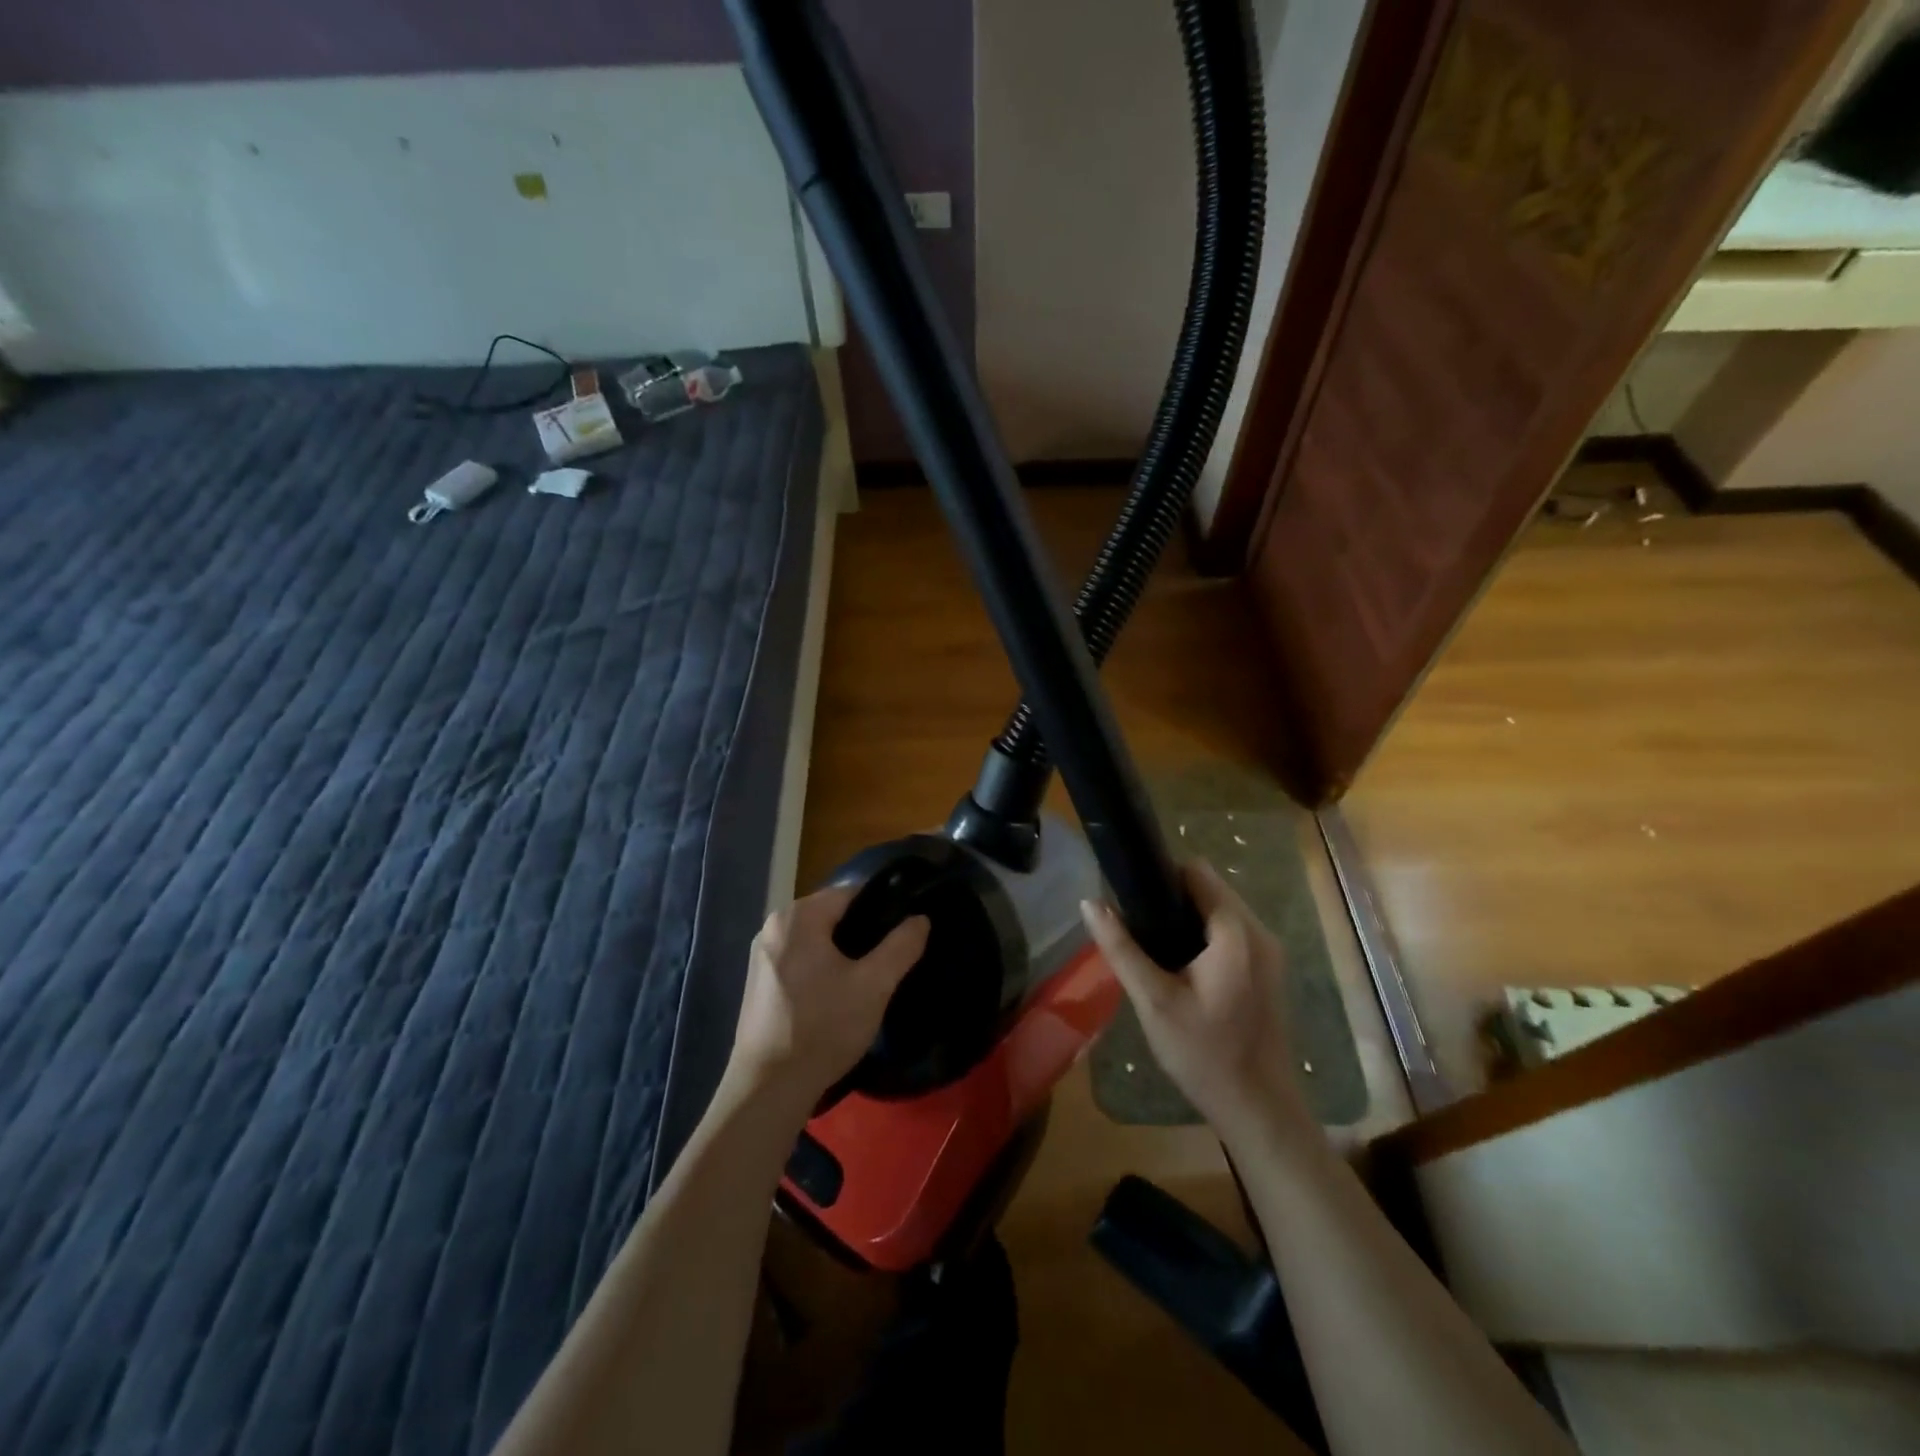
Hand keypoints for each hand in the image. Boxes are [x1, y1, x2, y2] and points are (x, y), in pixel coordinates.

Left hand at [727, 885, 928, 1113]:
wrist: (769, 1088)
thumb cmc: (823, 1028)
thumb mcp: (874, 986)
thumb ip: (901, 946)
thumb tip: (920, 919)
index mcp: (798, 916)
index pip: (851, 893)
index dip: (882, 909)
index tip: (902, 934)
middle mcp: (773, 925)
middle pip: (831, 915)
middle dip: (861, 933)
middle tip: (887, 962)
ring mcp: (760, 954)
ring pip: (815, 939)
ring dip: (840, 953)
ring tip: (865, 980)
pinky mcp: (757, 981)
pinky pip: (798, 959)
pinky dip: (819, 968)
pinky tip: (834, 996)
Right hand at [1080, 861, 1314, 1149]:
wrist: (1258, 1110)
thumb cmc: (1203, 1054)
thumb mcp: (1153, 1001)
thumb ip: (1121, 948)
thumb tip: (1090, 903)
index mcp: (1236, 933)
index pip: (1197, 872)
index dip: (1161, 876)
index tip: (1130, 896)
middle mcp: (1259, 932)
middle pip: (1210, 889)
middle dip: (1172, 898)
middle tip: (1136, 927)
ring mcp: (1268, 952)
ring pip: (1220, 911)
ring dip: (1187, 918)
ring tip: (1153, 946)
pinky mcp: (1268, 971)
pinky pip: (1231, 933)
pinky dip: (1204, 937)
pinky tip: (1179, 966)